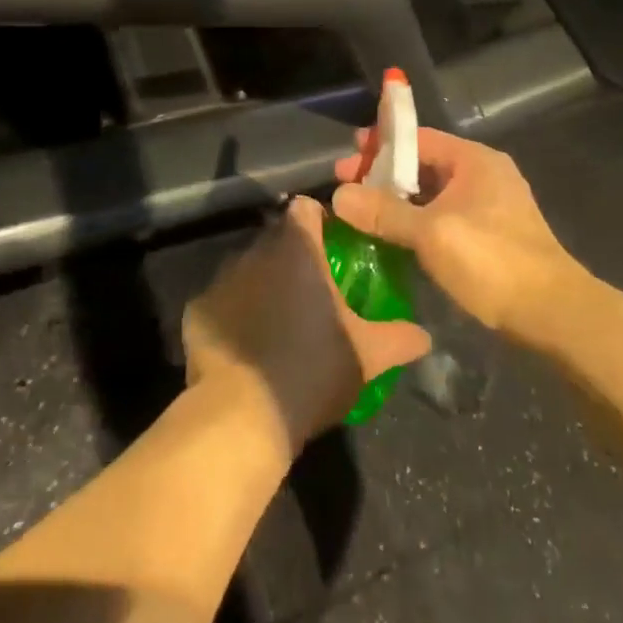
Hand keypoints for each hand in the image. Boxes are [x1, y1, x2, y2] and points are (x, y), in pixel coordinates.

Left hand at [182, 197, 431, 454]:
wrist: (243, 415)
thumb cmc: (313, 369)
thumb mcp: (369, 356)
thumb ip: (400, 338)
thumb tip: (426, 336)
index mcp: (298, 249)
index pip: (307, 208)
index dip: (321, 220)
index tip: (335, 244)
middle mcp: (256, 251)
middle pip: (277, 237)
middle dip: (294, 255)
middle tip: (314, 289)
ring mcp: (222, 278)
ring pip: (248, 267)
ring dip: (263, 282)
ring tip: (280, 319)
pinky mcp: (197, 308)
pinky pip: (223, 300)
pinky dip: (235, 313)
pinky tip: (247, 344)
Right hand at [333, 130, 584, 335]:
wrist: (552, 313)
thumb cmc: (492, 261)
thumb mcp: (431, 233)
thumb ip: (384, 212)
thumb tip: (339, 196)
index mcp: (474, 161)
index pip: (418, 138)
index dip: (379, 146)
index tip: (347, 159)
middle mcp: (483, 176)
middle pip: (423, 166)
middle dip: (383, 177)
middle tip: (346, 191)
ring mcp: (489, 207)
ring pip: (432, 195)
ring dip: (398, 203)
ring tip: (362, 216)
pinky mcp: (490, 236)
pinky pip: (443, 218)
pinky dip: (416, 223)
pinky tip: (392, 239)